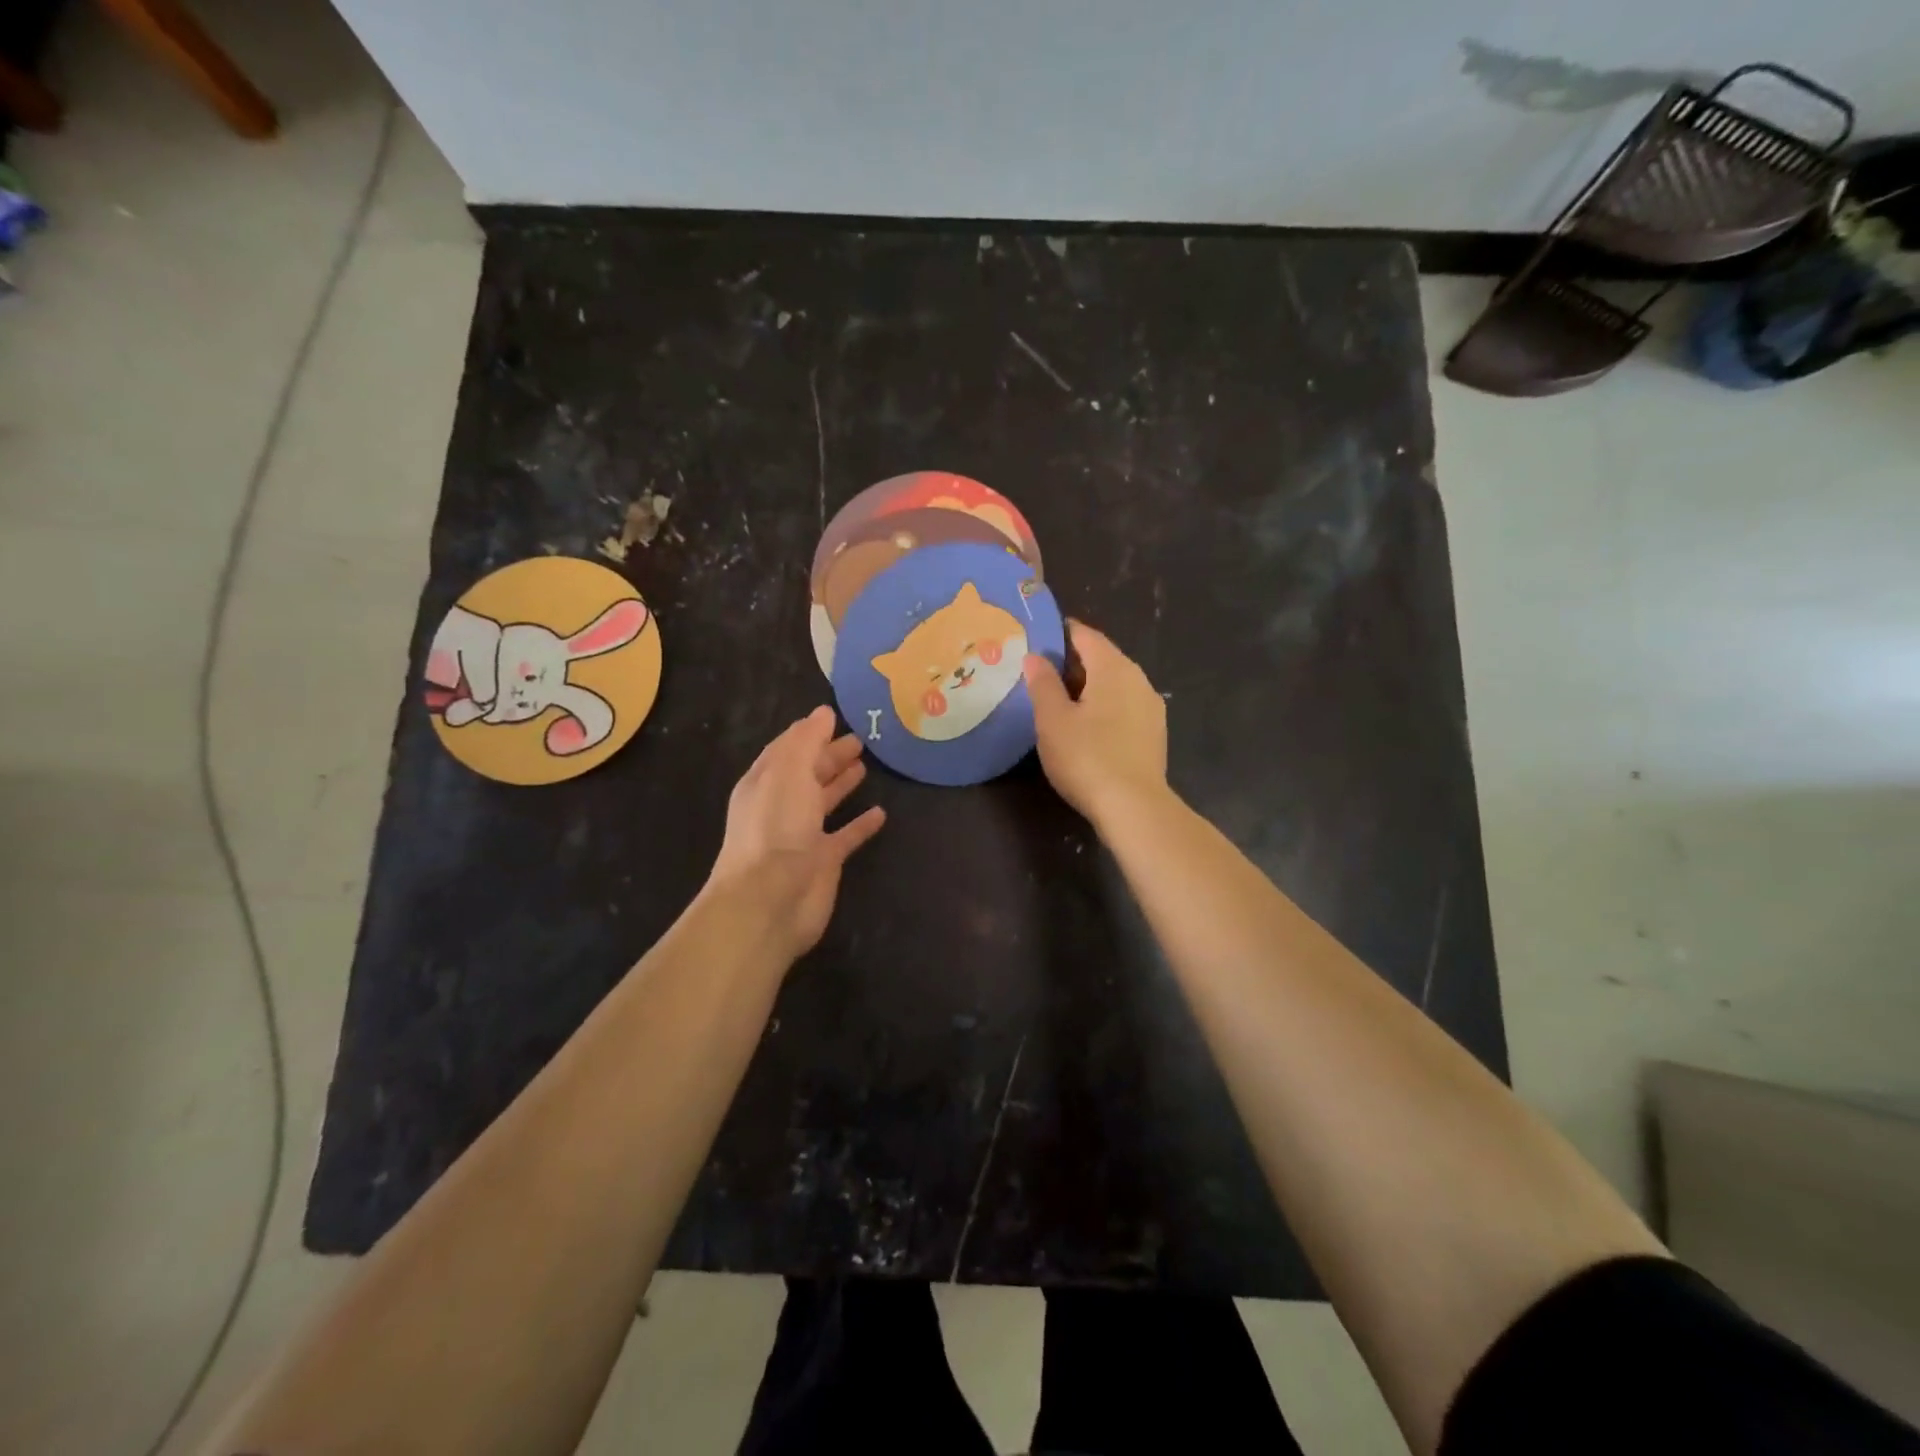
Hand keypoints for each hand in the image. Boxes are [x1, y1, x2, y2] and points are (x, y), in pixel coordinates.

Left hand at [704, 706, 886, 958]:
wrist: (770, 899)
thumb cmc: (776, 827)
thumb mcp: (789, 772)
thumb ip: (807, 741)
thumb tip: (823, 712)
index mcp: (766, 782)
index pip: (787, 749)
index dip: (809, 733)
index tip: (835, 717)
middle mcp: (781, 805)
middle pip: (807, 773)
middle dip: (829, 755)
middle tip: (860, 739)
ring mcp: (802, 835)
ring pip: (824, 802)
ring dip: (842, 783)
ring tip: (866, 765)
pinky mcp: (823, 861)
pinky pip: (845, 836)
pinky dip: (860, 824)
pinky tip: (880, 813)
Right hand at [1024, 622, 1168, 827]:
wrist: (1134, 808)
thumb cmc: (1087, 757)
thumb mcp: (1052, 719)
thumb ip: (1042, 683)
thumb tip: (1035, 657)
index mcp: (1113, 668)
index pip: (1086, 636)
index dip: (1061, 633)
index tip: (1037, 638)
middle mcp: (1138, 679)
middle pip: (1102, 658)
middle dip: (1073, 662)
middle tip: (1040, 672)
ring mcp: (1150, 708)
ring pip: (1114, 684)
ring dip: (1088, 687)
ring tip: (1059, 701)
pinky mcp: (1153, 734)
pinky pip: (1123, 707)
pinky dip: (1103, 707)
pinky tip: (1086, 726)